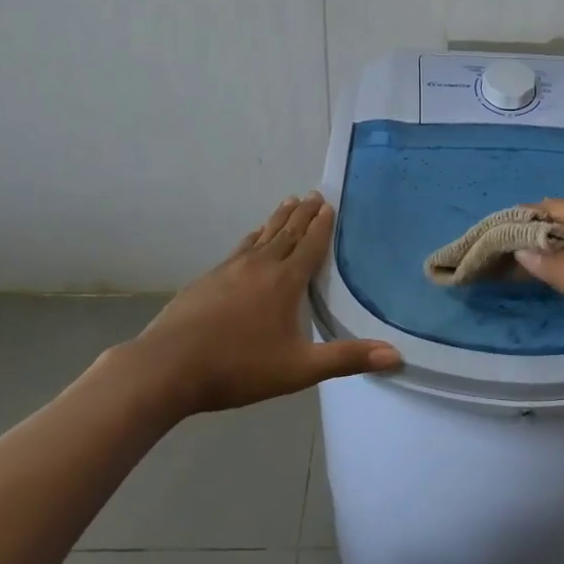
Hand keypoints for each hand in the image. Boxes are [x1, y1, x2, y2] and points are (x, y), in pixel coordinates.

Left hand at [113, 192, 399, 417]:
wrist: (166, 368)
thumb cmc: (238, 368)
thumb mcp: (299, 369)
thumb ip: (346, 359)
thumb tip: (397, 355)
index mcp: (285, 282)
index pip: (310, 246)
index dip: (322, 226)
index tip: (330, 204)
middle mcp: (260, 266)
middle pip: (286, 233)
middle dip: (303, 214)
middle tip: (314, 194)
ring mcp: (229, 270)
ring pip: (261, 236)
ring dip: (277, 219)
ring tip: (288, 202)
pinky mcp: (207, 280)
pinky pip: (239, 249)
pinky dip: (252, 238)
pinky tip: (250, 238)